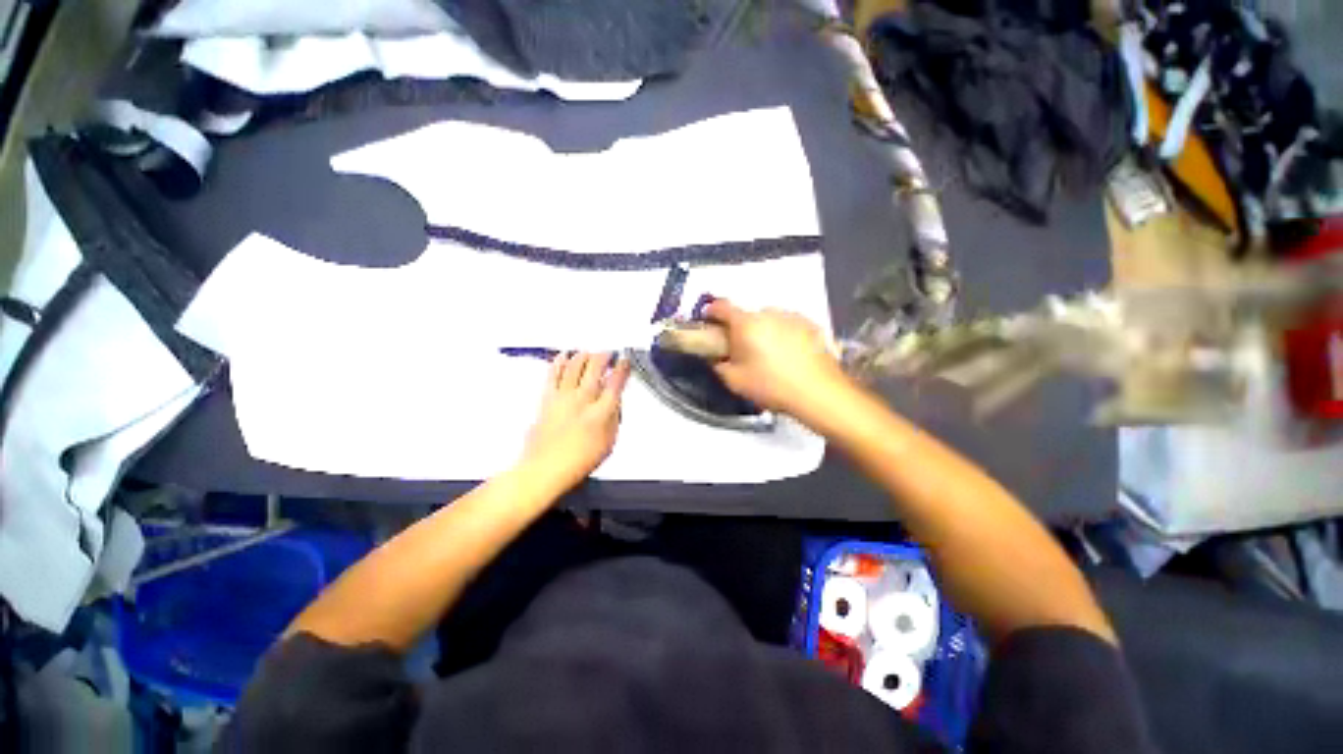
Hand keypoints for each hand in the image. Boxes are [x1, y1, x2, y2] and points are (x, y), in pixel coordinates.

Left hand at [521, 351, 630, 486]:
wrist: (545, 468)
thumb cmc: (581, 460)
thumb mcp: (609, 442)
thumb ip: (613, 418)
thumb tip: (614, 399)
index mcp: (601, 413)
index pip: (615, 383)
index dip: (622, 369)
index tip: (624, 360)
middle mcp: (583, 399)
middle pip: (595, 369)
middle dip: (604, 356)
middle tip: (608, 353)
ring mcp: (563, 397)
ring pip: (574, 367)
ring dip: (584, 356)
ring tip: (589, 352)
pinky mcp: (547, 398)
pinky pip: (553, 374)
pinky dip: (559, 362)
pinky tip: (565, 355)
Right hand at [705, 299, 847, 417]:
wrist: (819, 393)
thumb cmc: (771, 386)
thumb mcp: (735, 381)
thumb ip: (719, 365)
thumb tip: (716, 357)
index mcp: (746, 323)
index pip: (721, 307)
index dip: (711, 311)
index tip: (708, 321)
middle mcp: (769, 313)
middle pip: (747, 316)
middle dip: (740, 329)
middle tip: (742, 350)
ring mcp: (792, 316)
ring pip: (769, 320)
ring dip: (763, 331)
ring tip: (769, 356)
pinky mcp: (811, 325)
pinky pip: (788, 325)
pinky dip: (783, 334)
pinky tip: (789, 356)